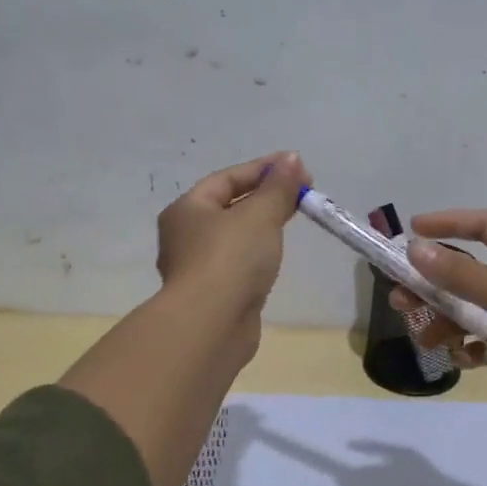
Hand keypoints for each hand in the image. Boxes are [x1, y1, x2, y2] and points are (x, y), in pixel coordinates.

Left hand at [156, 151, 309, 334]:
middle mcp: (185, 235)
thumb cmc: (231, 259)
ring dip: (260, 225)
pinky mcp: (212, 294)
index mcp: (186, 209)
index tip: (298, 166)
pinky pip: (237, 263)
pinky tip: (275, 255)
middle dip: (265, 196)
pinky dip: (256, 253)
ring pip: (234, 236)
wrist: (211, 326)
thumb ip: (278, 187)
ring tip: (292, 218)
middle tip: (302, 192)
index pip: (227, 178)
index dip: (263, 169)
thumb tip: (291, 159)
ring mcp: (197, 268)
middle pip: (229, 206)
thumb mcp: (260, 215)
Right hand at [391, 210, 486, 438]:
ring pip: (479, 311)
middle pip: (474, 273)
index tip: (412, 232)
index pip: (486, 226)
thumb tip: (416, 249)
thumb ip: (462, 275)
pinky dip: (475, 348)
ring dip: (449, 321)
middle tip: (399, 298)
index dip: (449, 223)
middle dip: (436, 284)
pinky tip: (463, 359)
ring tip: (425, 338)